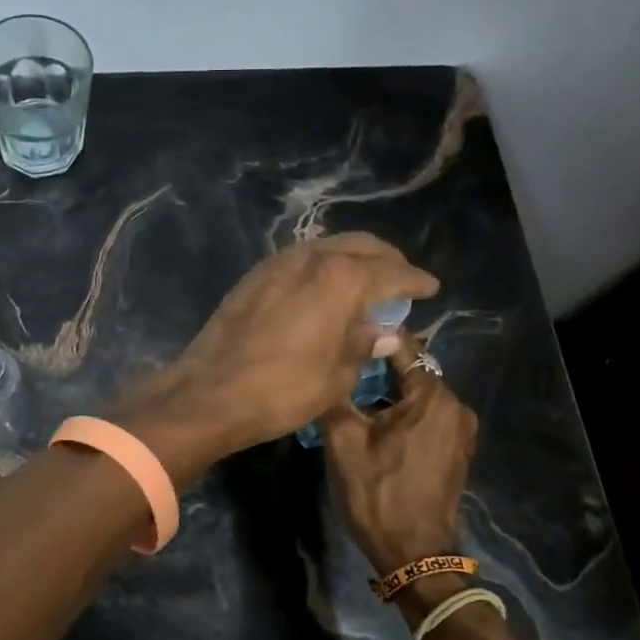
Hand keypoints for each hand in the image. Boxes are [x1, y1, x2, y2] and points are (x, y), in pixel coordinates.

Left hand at [111, 235, 437, 486]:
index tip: (430, 287)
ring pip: (326, 247)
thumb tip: (384, 333)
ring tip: (364, 283)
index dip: (414, 280)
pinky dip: (321, 268)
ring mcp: (277, 264)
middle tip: (400, 280)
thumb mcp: (336, 375)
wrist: (209, 393)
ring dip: (351, 259)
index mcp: (341, 278)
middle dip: (386, 260)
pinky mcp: (252, 277)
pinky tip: (323, 289)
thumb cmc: (283, 389)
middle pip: (360, 246)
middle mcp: (311, 258)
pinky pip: (299, 261)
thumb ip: (364, 345)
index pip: (391, 272)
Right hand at [321, 333, 478, 583]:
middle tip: (340, 373)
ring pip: (418, 395)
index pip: (402, 346)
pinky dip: (403, 414)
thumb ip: (337, 395)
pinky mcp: (458, 449)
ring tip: (353, 399)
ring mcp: (461, 430)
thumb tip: (329, 365)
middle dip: (377, 370)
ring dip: (388, 394)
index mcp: (432, 396)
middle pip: (411, 371)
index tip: (341, 338)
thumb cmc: (376, 493)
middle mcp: (455, 405)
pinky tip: (376, 425)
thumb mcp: (343, 442)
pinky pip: (427, 417)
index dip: (371, 339)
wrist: (414, 552)